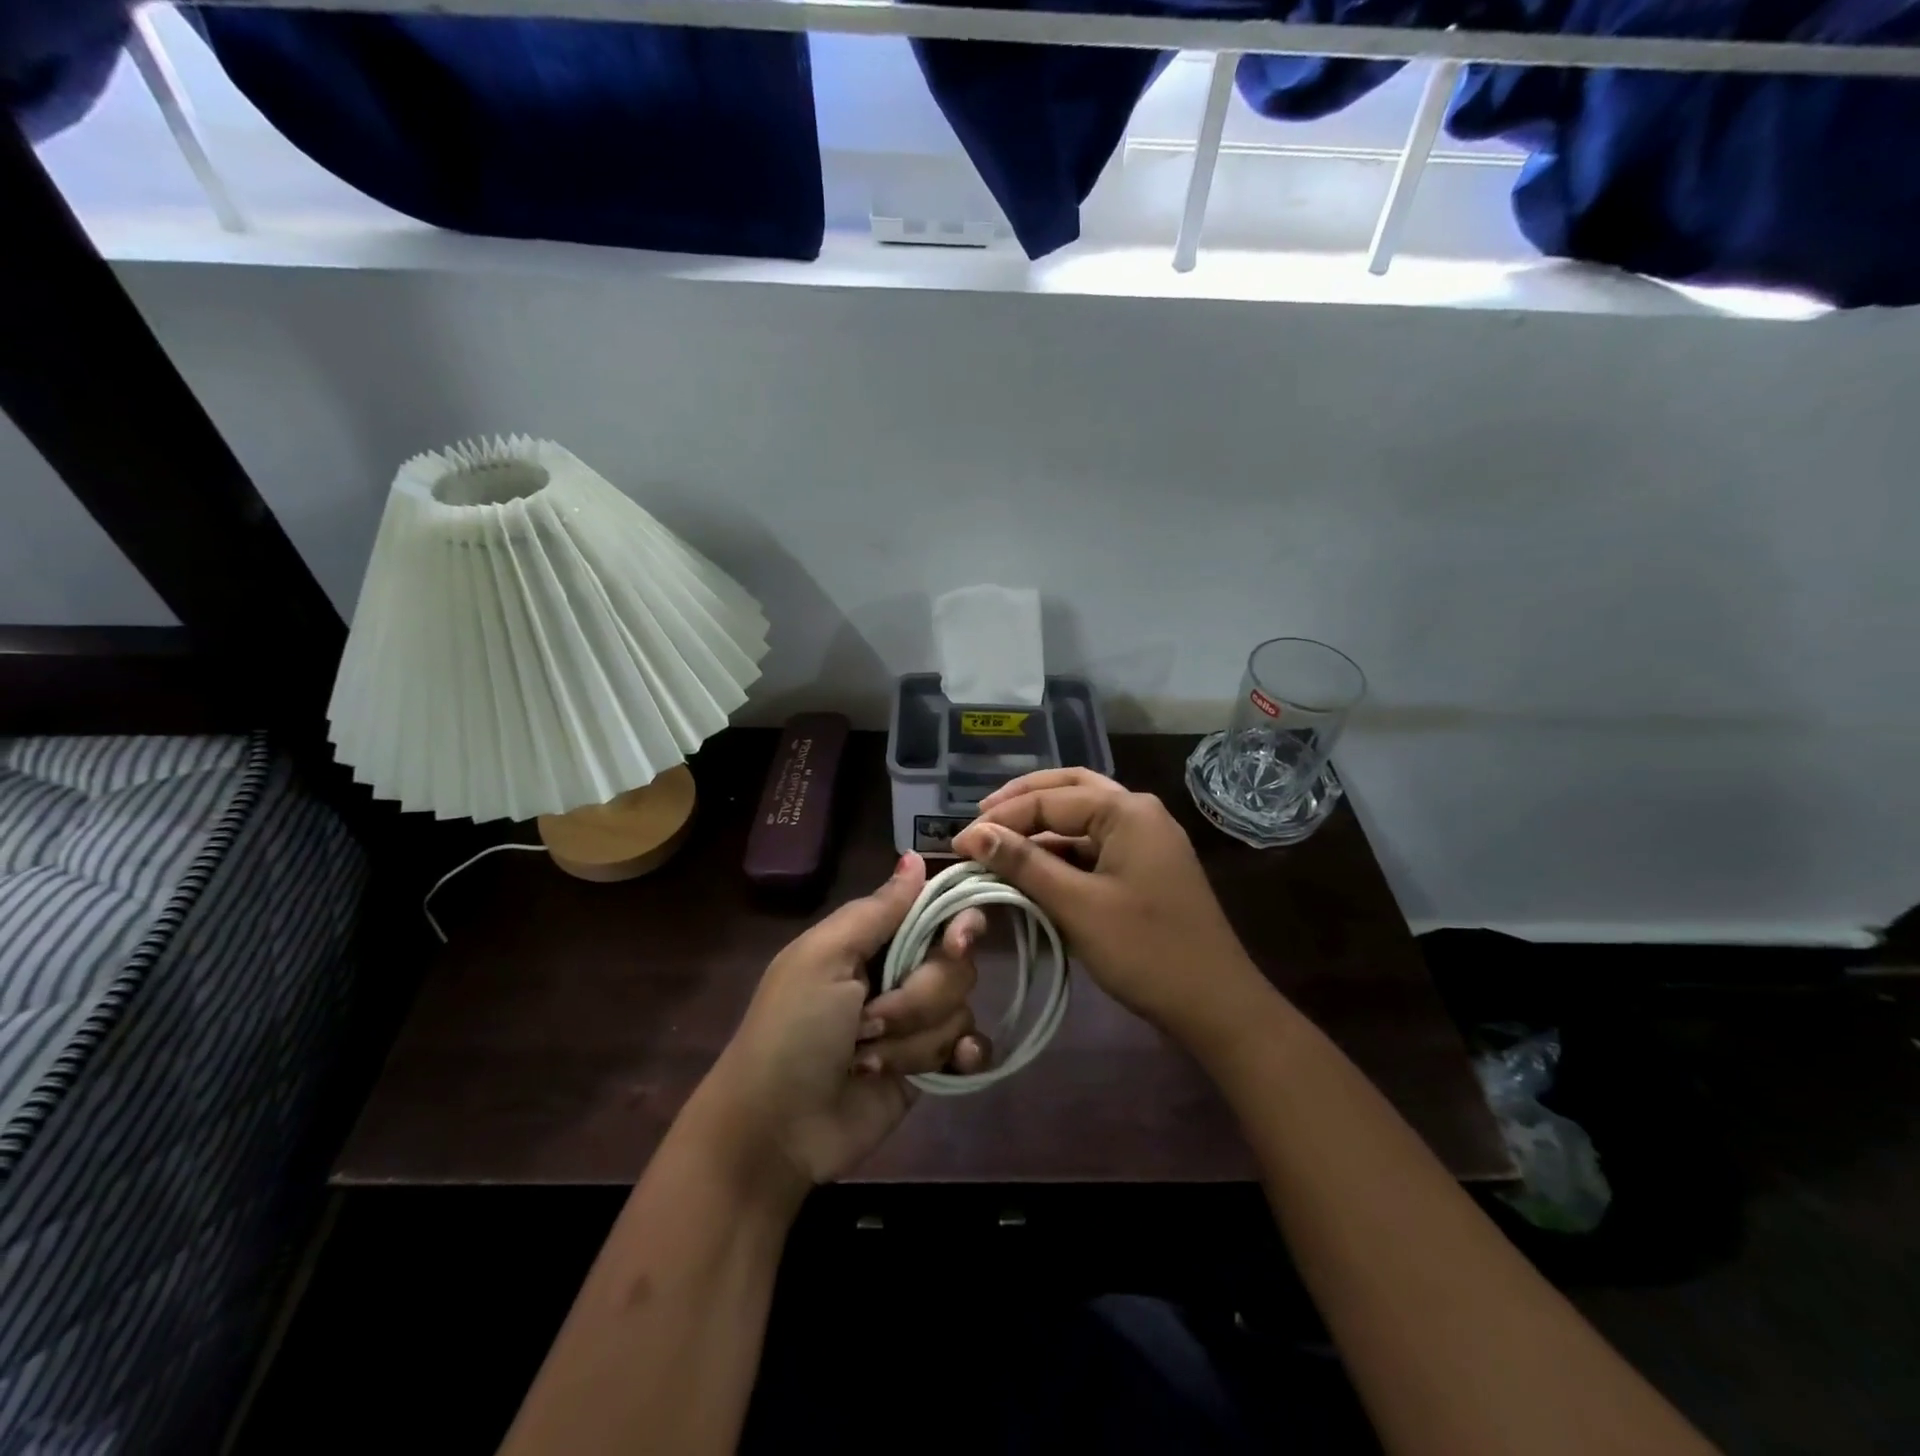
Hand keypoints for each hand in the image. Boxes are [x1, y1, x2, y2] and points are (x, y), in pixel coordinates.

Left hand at [696, 853, 990, 1193]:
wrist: (776, 1130)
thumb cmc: (792, 1031)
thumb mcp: (824, 958)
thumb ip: (877, 910)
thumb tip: (916, 856)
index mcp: (872, 940)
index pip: (937, 912)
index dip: (957, 924)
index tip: (956, 943)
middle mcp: (899, 973)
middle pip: (956, 965)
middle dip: (916, 998)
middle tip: (869, 1021)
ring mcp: (915, 1023)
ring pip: (959, 1009)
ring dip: (915, 1039)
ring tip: (869, 1059)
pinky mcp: (928, 1067)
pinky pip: (971, 1047)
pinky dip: (964, 1055)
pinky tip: (953, 1065)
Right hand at [952, 768, 1263, 1042]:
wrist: (1216, 1005)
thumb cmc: (1146, 950)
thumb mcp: (1077, 905)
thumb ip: (1024, 864)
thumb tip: (973, 835)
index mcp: (1127, 810)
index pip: (1050, 800)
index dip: (1000, 820)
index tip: (958, 843)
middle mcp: (1139, 812)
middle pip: (1071, 789)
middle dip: (1023, 800)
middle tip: (981, 818)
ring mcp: (1146, 839)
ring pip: (1083, 816)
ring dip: (1042, 824)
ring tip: (999, 841)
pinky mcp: (1145, 866)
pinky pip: (1095, 844)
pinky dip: (1062, 850)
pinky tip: (1035, 866)